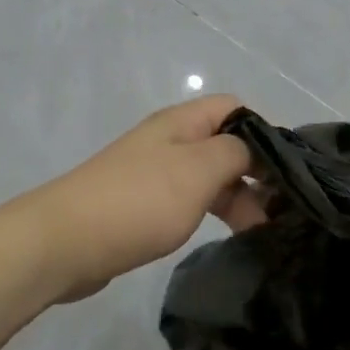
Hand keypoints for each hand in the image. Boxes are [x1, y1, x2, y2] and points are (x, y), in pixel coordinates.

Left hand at [28, 95, 269, 303]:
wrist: (65, 241)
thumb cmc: (139, 201)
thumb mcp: (199, 170)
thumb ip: (236, 153)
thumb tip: (253, 152)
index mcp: (181, 122)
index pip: (235, 108)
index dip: (264, 134)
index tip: (285, 173)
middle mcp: (168, 140)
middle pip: (223, 144)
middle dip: (254, 172)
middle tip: (278, 212)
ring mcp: (152, 172)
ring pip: (207, 176)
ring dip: (234, 197)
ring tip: (258, 232)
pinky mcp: (141, 204)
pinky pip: (186, 200)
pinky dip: (208, 212)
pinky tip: (221, 235)